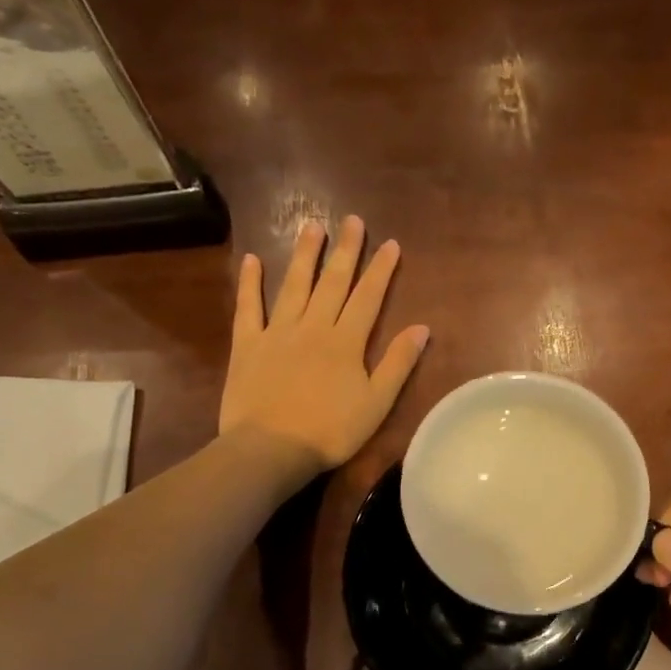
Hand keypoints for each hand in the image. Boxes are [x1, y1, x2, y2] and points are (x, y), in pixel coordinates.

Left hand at [220, 216, 429, 474]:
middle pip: (333, 282)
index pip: (369, 297)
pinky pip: (249, 308)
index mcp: (346, 342)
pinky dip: (251, 283)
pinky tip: (253, 260)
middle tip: (352, 220)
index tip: (390, 243)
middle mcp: (313, 327)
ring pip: (294, 285)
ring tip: (312, 225)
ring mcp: (277, 333)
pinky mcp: (248, 345)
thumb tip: (422, 327)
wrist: (271, 449)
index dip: (381, 270)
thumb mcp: (377, 403)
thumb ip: (398, 363)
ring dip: (304, 255)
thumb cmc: (330, 431)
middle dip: (346, 250)